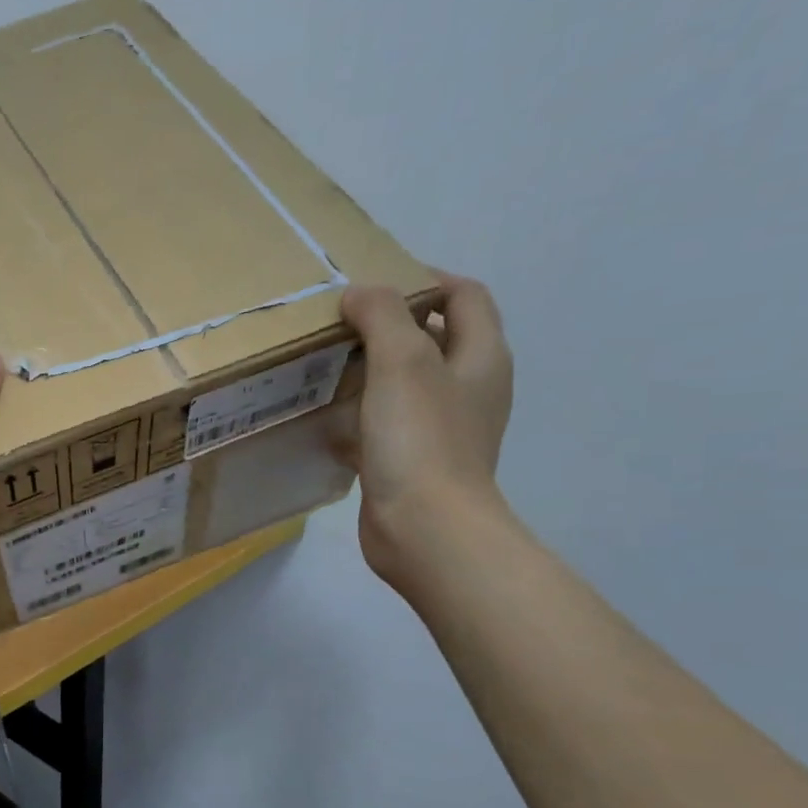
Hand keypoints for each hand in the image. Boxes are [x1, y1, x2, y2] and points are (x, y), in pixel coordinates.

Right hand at [338, 271, 514, 592]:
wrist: (425, 528)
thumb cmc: (420, 439)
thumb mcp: (402, 363)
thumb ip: (382, 317)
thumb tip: (359, 292)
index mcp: (481, 357)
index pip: (465, 296)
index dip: (426, 279)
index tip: (375, 283)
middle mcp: (469, 388)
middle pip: (436, 338)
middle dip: (392, 324)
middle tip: (341, 322)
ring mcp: (443, 428)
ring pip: (408, 382)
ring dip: (373, 368)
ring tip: (327, 363)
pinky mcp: (414, 460)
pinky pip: (388, 421)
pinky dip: (362, 411)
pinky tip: (328, 416)